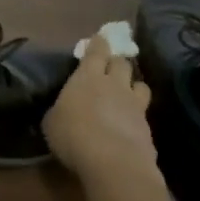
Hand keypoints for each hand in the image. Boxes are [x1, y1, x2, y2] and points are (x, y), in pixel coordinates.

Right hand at [44, 33, 158, 186]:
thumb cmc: (73, 135)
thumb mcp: (52, 121)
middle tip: (111, 66)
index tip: (101, 38)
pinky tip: (130, 123)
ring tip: (128, 91)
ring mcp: (134, 104)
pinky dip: (137, 113)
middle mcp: (114, 84)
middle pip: (122, 63)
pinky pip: (144, 112)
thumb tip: (63, 109)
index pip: (96, 51)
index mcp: (87, 77)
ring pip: (140, 84)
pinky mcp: (147, 126)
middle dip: (117, 61)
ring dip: (133, 85)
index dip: (99, 43)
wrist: (113, 162)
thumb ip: (60, 109)